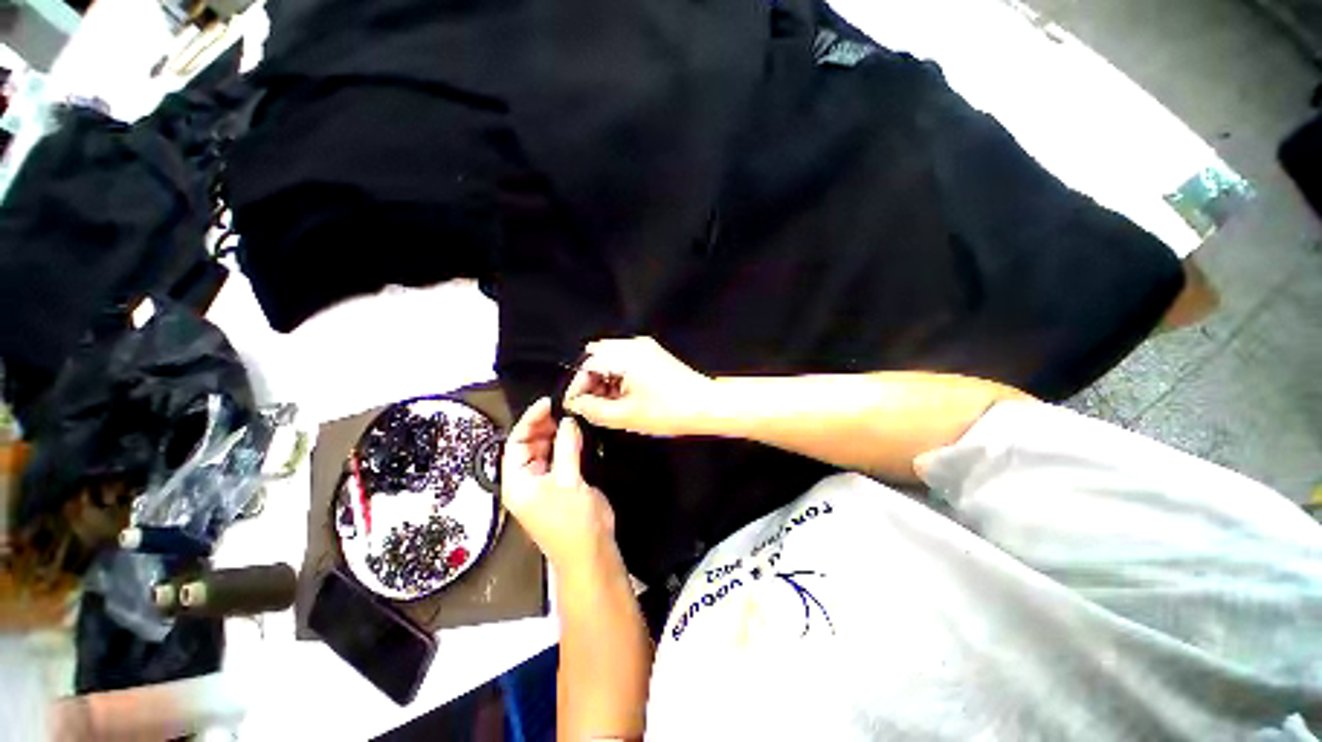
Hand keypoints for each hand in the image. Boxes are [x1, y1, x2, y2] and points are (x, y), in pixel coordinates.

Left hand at [501, 398, 615, 569]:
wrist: (591, 551)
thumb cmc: (572, 520)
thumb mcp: (568, 481)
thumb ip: (567, 447)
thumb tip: (568, 420)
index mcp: (517, 481)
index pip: (515, 442)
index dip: (530, 420)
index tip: (548, 402)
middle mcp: (527, 480)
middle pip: (529, 444)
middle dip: (544, 424)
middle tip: (564, 407)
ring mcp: (545, 482)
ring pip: (546, 449)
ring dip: (557, 432)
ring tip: (572, 415)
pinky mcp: (562, 483)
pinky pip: (561, 456)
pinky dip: (567, 443)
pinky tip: (578, 432)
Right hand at [564, 337, 715, 436]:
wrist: (706, 405)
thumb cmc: (667, 411)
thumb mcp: (624, 416)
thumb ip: (593, 409)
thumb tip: (576, 404)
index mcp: (624, 356)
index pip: (586, 365)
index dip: (576, 387)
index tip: (574, 406)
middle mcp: (633, 345)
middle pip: (597, 358)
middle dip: (589, 380)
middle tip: (590, 405)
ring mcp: (645, 347)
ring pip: (611, 358)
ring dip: (604, 378)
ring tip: (607, 403)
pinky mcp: (654, 354)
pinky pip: (626, 360)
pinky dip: (618, 375)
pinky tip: (622, 395)